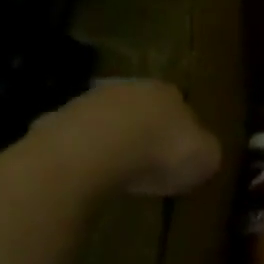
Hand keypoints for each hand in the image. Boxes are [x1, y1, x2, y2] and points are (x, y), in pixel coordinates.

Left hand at [34, 80, 220, 196]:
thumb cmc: (158, 152)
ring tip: (118, 173)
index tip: (180, 158)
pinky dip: (85, 155)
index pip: (180, 106)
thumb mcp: (204, 159)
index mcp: (168, 92)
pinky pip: (79, 140)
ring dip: (113, 142)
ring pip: (108, 121)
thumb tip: (201, 152)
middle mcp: (129, 88)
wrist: (93, 151)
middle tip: (149, 165)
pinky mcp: (58, 121)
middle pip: (142, 110)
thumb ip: (205, 151)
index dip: (181, 133)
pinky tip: (89, 176)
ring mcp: (89, 101)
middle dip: (145, 133)